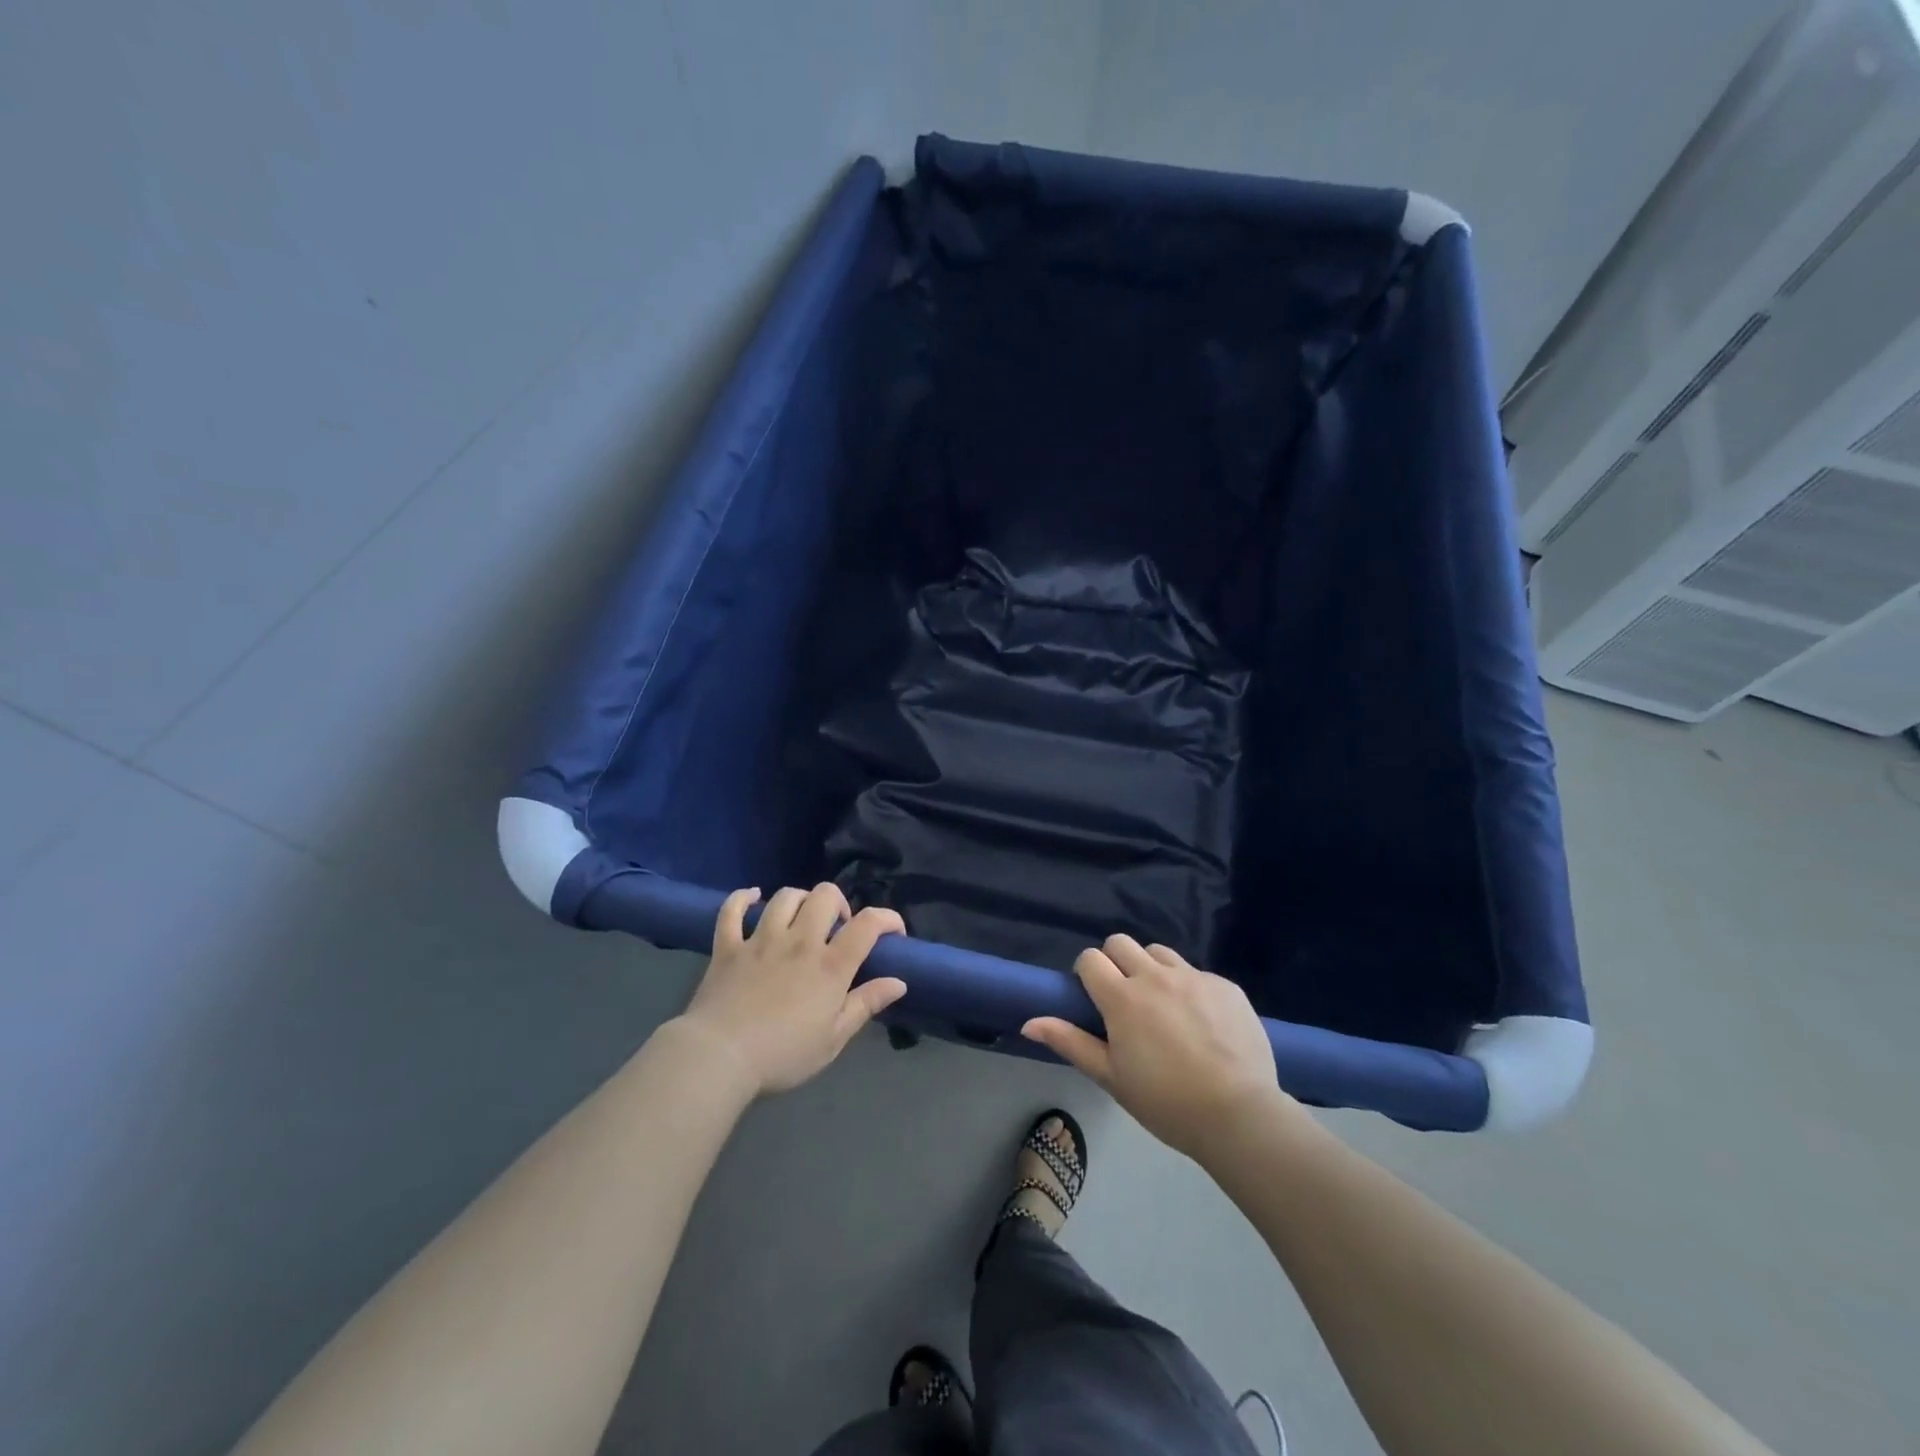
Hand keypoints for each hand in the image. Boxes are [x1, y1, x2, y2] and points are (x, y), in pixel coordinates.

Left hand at [677, 884, 907, 1095]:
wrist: (720, 1058)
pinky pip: (732, 910)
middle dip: (839, 903)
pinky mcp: (728, 946)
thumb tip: (899, 982)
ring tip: (802, 917)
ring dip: (800, 900)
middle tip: (837, 927)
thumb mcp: (834, 1039)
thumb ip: (866, 1005)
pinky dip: (742, 898)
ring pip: (785, 897)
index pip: (868, 924)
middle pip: (825, 896)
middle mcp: (799, 942)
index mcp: (830, 965)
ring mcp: (761, 940)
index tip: (893, 931)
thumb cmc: (783, 1055)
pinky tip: (752, 897)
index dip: (887, 918)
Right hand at [1022, 934, 1289, 1157]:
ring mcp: (1194, 977)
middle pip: (1121, 943)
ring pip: (1159, 952)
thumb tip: (1028, 1022)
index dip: (1087, 973)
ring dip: (1152, 969)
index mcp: (1122, 997)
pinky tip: (1201, 1023)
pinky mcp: (1226, 986)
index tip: (1094, 998)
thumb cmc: (1165, 1101)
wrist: (1239, 1115)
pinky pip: (1197, 973)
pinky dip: (1190, 988)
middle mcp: (1155, 976)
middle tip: (1124, 998)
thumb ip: (1070, 1042)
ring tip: (1162, 1005)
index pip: (1090, 958)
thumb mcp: (1111, 1077)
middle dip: (1115, 962)